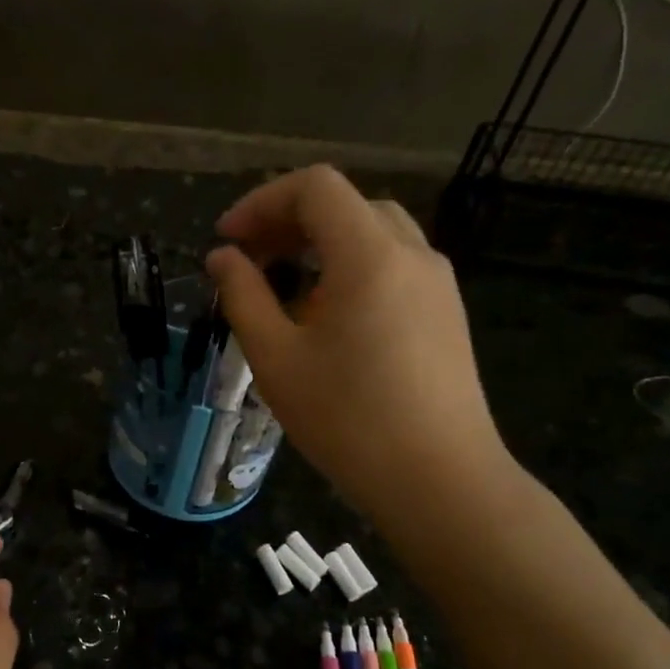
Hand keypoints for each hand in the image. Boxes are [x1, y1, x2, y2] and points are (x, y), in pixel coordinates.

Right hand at [205, 165, 515, 529]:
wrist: (439, 481)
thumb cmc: (347, 419)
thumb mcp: (276, 358)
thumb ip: (243, 296)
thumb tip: (223, 257)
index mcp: (369, 254)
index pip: (315, 187)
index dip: (261, 202)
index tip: (227, 240)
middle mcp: (412, 254)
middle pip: (345, 205)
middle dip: (288, 222)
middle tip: (249, 261)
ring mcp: (437, 283)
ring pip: (373, 234)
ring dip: (321, 245)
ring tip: (284, 289)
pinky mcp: (446, 313)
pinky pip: (393, 266)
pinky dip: (351, 268)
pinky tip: (328, 318)